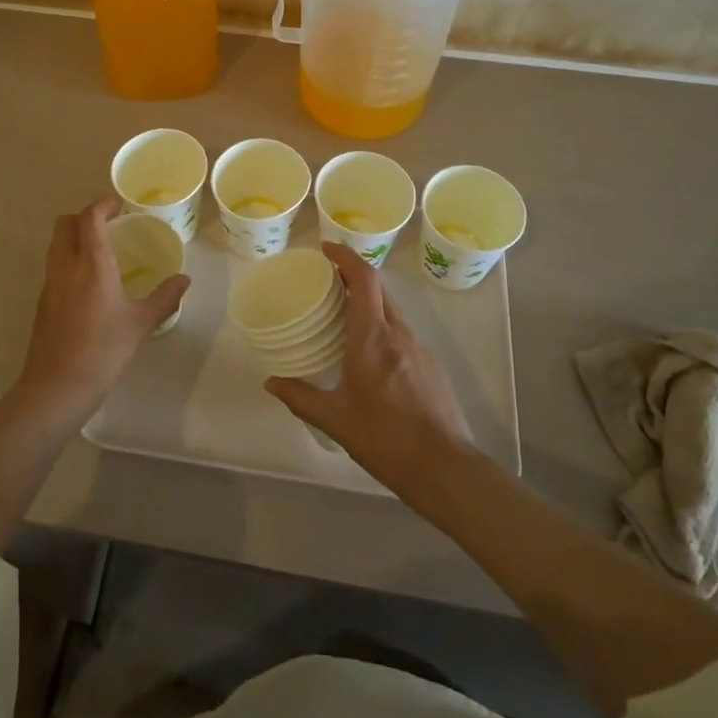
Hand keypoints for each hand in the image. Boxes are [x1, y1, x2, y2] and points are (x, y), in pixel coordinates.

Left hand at [16, 199, 190, 415]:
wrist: (56, 387)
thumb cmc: (103, 350)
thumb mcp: (139, 323)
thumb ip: (163, 298)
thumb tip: (184, 279)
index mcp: (91, 263)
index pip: (90, 217)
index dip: (102, 205)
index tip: (119, 206)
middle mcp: (65, 266)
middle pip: (65, 224)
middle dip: (84, 217)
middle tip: (108, 225)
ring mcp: (49, 284)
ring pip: (56, 244)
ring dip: (73, 238)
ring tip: (100, 251)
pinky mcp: (42, 303)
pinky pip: (53, 267)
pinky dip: (68, 261)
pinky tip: (87, 284)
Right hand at [266, 243, 472, 496]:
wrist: (445, 468)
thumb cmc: (385, 438)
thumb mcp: (336, 420)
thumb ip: (301, 397)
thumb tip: (271, 382)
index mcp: (372, 336)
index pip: (364, 278)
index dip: (345, 256)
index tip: (325, 249)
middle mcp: (398, 332)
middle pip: (378, 288)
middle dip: (353, 275)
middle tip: (326, 280)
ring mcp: (419, 347)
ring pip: (391, 309)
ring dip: (368, 302)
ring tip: (343, 315)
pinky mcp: (431, 364)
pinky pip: (402, 332)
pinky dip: (382, 326)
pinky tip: (369, 353)